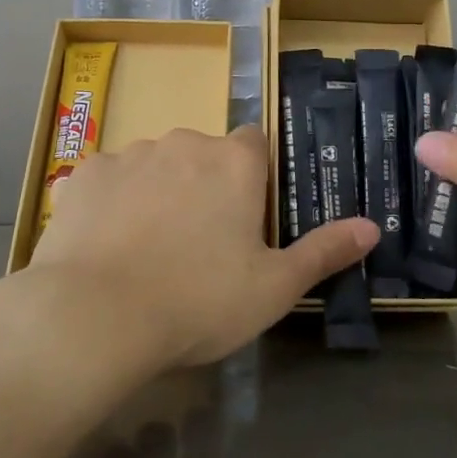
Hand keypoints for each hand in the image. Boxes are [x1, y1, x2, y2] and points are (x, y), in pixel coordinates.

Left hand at [31, 126, 378, 367]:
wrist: (98, 315)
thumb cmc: (200, 299)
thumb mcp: (274, 287)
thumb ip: (324, 251)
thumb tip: (373, 227)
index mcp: (234, 162)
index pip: (255, 144)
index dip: (253, 178)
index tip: (246, 218)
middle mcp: (183, 142)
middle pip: (202, 155)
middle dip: (204, 186)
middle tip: (198, 244)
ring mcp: (129, 154)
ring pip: (154, 165)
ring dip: (157, 192)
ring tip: (147, 249)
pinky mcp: (83, 175)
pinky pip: (107, 182)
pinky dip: (111, 203)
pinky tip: (104, 244)